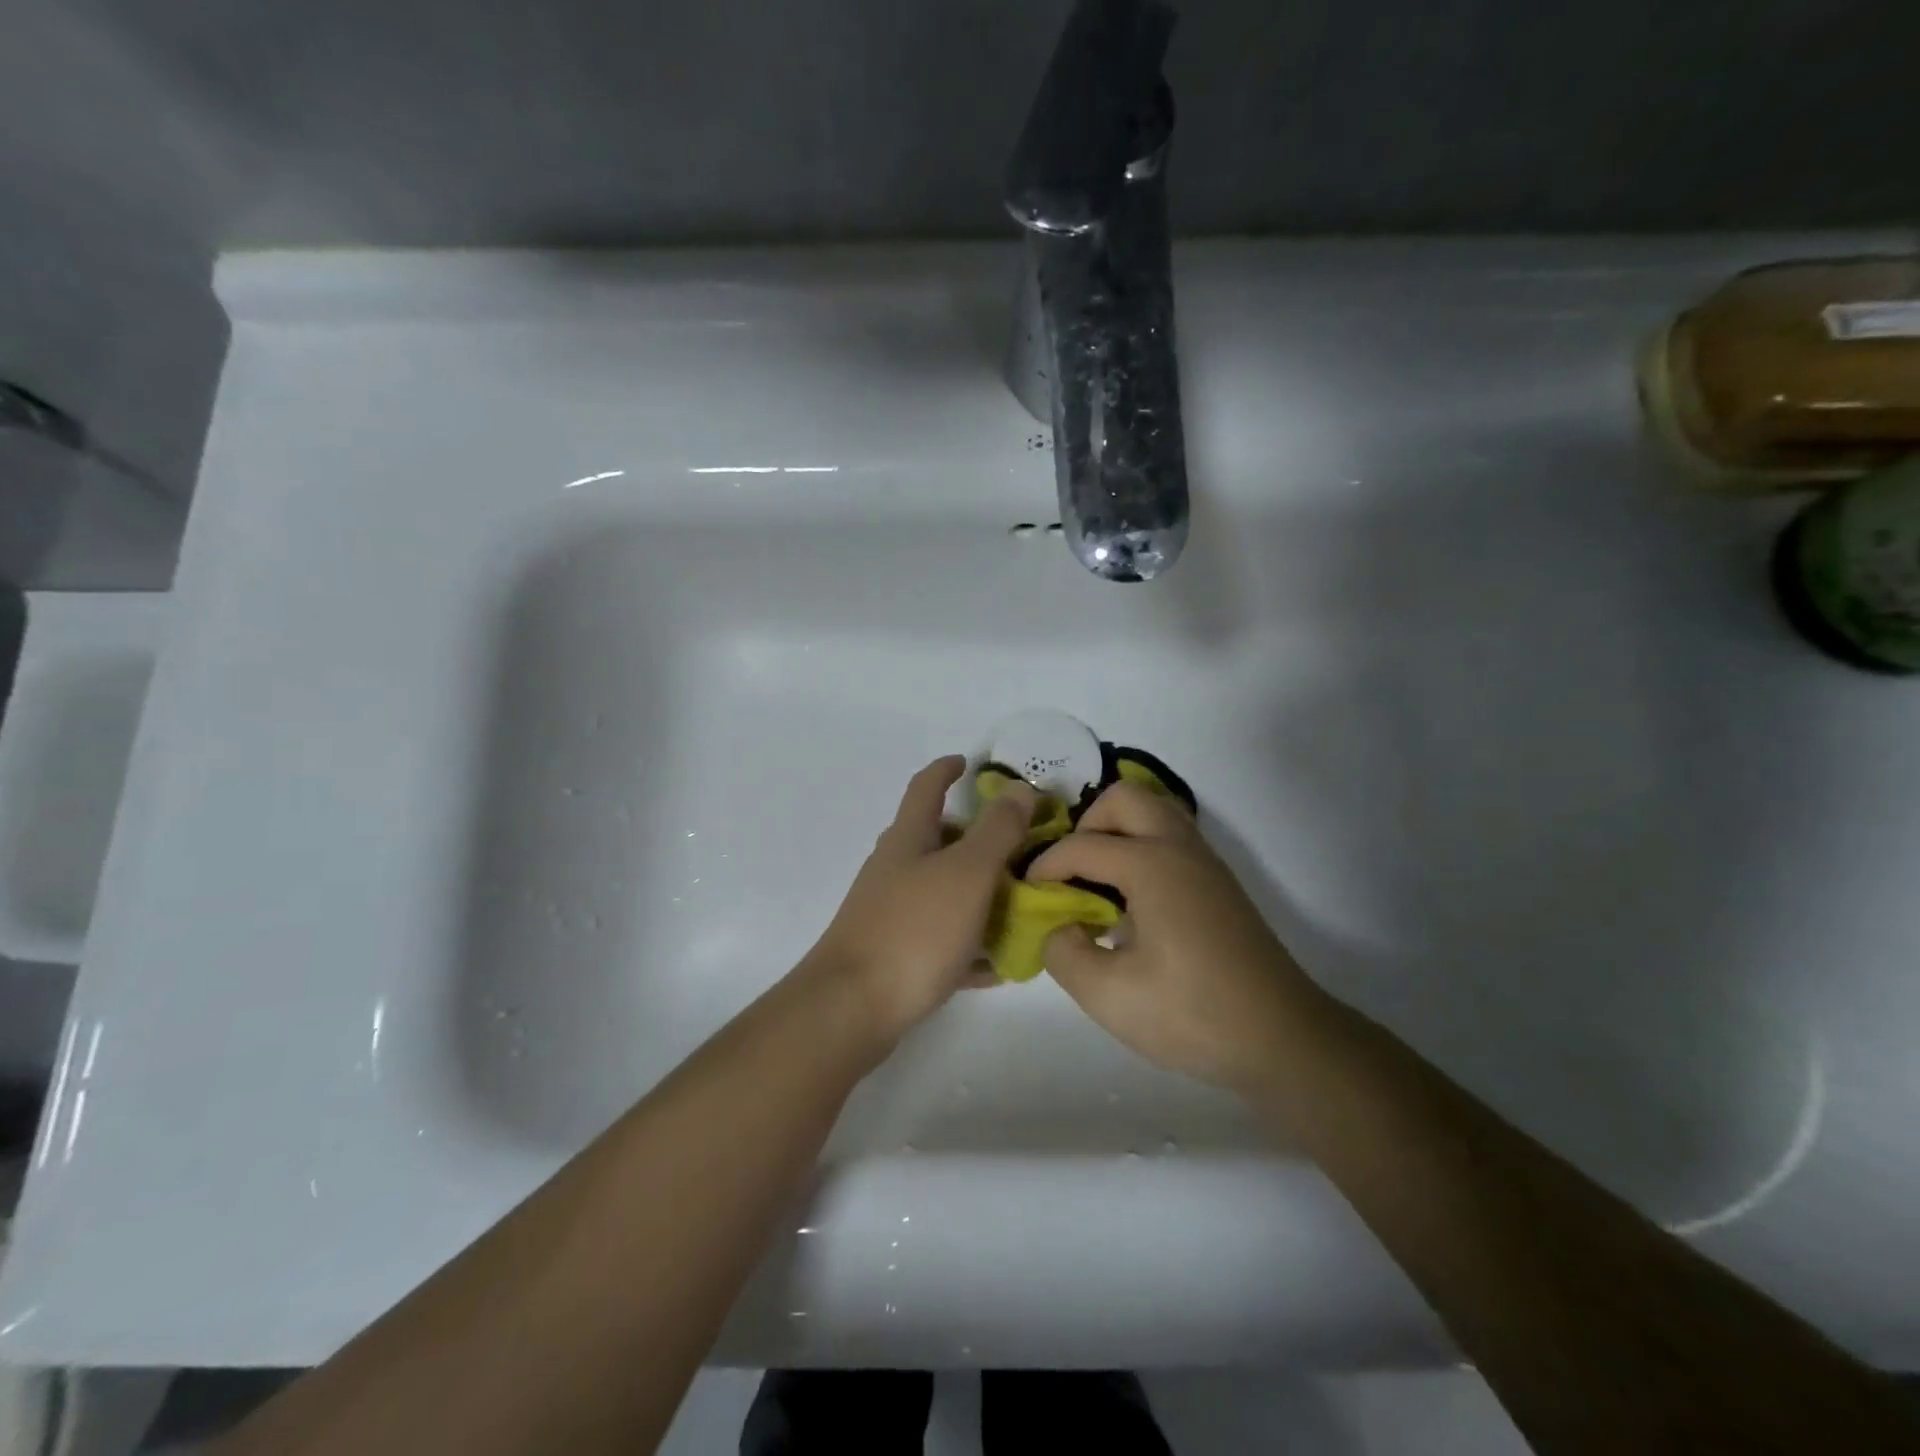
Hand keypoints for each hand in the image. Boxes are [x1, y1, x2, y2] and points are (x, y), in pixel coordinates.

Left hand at [805, 755, 1036, 1047]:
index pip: (926, 787)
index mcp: (908, 839)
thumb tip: (1017, 787)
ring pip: (942, 892)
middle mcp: (895, 869)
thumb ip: (996, 830)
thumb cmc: (914, 929)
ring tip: (1020, 907)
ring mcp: (891, 913)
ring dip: (978, 894)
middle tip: (1018, 849)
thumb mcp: (967, 873)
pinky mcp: (894, 955)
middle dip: (975, 840)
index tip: (969, 762)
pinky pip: (941, 940)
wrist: (852, 1008)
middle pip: (936, 841)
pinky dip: (969, 944)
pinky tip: (998, 965)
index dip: (946, 770)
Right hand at [1028, 781, 1321, 1093]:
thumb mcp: (1108, 995)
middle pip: (1124, 799)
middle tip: (1070, 873)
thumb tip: (1056, 926)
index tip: (1027, 895)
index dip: (1045, 866)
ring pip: (1154, 813)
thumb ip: (1062, 951)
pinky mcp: (1219, 884)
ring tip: (1097, 884)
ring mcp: (1206, 863)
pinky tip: (1131, 904)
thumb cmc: (1192, 1014)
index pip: (1081, 845)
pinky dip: (1141, 849)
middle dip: (1086, 825)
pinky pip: (1171, 839)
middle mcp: (1180, 848)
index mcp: (1152, 864)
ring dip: (1117, 833)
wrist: (1283, 1040)